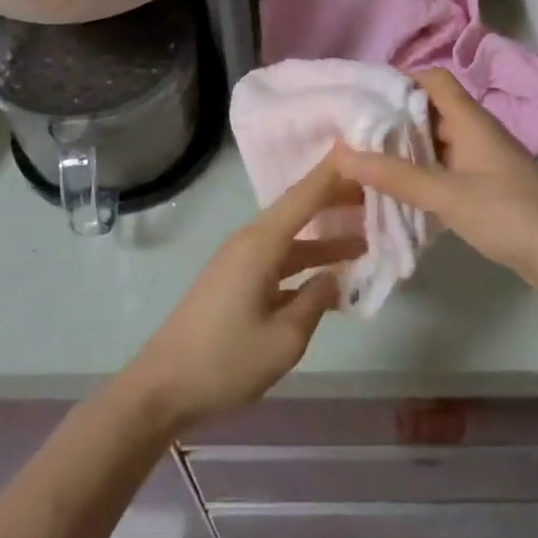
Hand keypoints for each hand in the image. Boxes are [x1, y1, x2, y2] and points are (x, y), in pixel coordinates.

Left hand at [123, 154, 355, 433]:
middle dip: (334, 199)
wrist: (162, 388)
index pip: (303, 196)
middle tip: (375, 193)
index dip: (332, 172)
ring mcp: (240, 263)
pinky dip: (306, 263)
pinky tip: (330, 277)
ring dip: (324, 237)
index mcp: (259, 244)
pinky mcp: (235, 282)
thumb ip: (315, 302)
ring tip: (365, 237)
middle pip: (298, 210)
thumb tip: (334, 278)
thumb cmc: (225, 361)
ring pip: (291, 238)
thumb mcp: (284, 339)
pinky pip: (279, 260)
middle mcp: (249, 243)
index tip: (360, 149)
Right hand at [332, 69, 537, 297]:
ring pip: (436, 143)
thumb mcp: (446, 194)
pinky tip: (397, 193)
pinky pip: (445, 170)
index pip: (433, 80)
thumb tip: (342, 154)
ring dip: (405, 150)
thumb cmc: (508, 213)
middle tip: (354, 134)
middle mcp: (476, 133)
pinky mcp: (486, 188)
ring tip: (366, 163)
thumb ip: (395, 175)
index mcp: (470, 120)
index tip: (364, 98)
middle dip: (394, 119)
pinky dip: (421, 175)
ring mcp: (482, 161)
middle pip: (430, 111)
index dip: (400, 81)